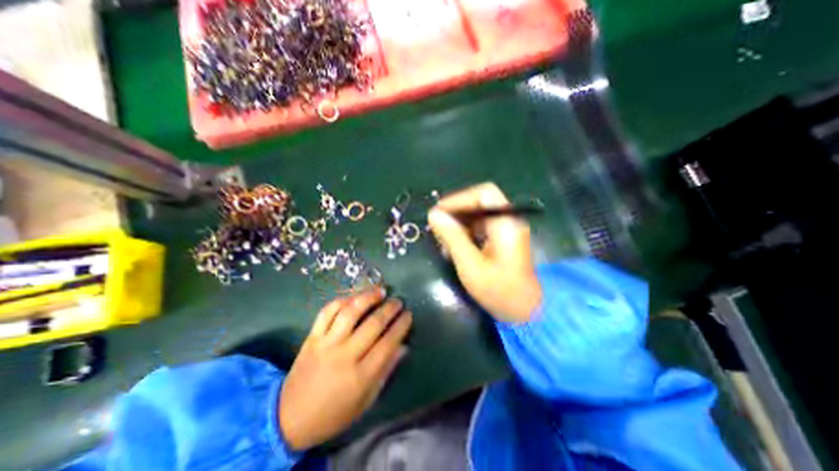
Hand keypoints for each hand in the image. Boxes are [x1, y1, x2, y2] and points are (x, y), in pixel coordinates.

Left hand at [282, 289, 411, 449]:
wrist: (289, 418)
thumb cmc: (334, 413)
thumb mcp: (366, 400)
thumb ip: (386, 371)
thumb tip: (403, 346)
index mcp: (361, 376)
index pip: (388, 343)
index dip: (401, 326)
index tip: (408, 314)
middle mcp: (345, 355)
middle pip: (373, 324)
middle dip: (390, 309)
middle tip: (398, 301)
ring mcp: (326, 344)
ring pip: (350, 312)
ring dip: (367, 298)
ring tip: (379, 291)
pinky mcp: (312, 337)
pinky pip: (328, 312)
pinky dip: (343, 300)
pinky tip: (354, 297)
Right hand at [428, 181, 540, 323]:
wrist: (526, 313)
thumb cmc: (499, 291)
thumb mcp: (470, 265)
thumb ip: (452, 237)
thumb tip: (434, 215)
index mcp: (505, 223)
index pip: (483, 193)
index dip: (459, 199)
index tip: (440, 213)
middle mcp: (508, 221)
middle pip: (479, 203)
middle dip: (456, 214)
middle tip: (438, 229)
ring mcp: (505, 231)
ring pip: (477, 216)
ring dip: (458, 225)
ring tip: (443, 242)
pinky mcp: (501, 241)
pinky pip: (479, 228)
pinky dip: (465, 235)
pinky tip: (454, 249)